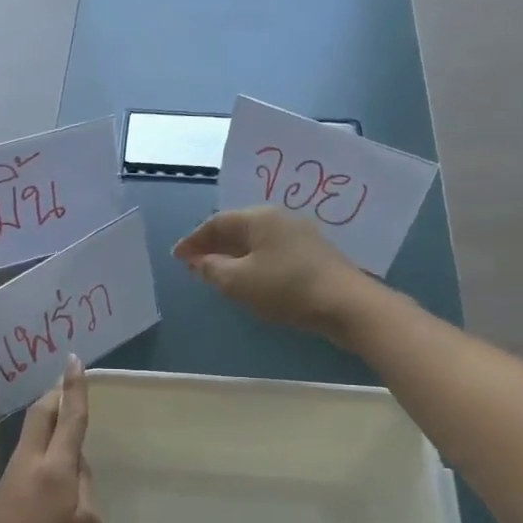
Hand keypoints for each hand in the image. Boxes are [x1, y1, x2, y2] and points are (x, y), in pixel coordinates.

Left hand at [0, 355, 101, 522]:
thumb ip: (84, 487)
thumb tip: (75, 466)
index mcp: (55, 468)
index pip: (69, 417)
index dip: (74, 388)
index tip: (73, 361)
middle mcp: (27, 464)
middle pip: (39, 416)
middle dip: (53, 396)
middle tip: (65, 385)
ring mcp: (7, 479)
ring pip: (29, 438)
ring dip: (45, 424)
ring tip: (62, 427)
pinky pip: (22, 462)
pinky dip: (37, 452)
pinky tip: (47, 474)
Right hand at [173, 208, 368, 338]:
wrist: (346, 304)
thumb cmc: (286, 287)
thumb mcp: (238, 281)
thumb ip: (212, 269)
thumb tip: (199, 262)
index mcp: (259, 217)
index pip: (216, 223)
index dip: (193, 240)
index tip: (176, 257)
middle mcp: (279, 218)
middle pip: (236, 228)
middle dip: (211, 246)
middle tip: (192, 264)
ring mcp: (299, 235)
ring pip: (254, 241)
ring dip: (231, 255)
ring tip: (215, 273)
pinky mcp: (312, 255)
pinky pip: (270, 252)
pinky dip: (251, 262)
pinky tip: (247, 279)